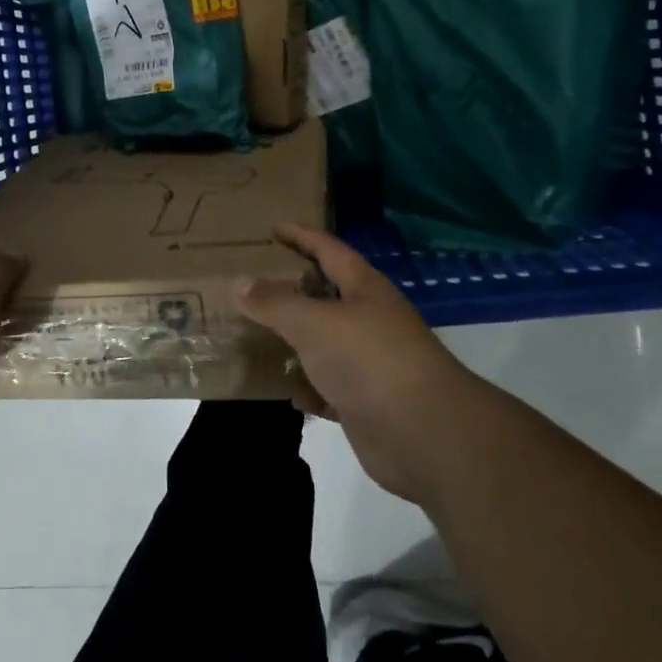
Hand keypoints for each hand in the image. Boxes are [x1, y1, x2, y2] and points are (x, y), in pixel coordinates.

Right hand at [234, 223, 480, 503]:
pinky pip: (330, 387)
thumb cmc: (368, 360)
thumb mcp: (314, 323)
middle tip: (257, 282)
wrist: (423, 433)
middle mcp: (370, 318)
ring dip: (298, 340)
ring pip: (326, 343)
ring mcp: (370, 361)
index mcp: (364, 288)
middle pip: (328, 295)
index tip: (274, 228)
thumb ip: (274, 303)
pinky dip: (310, 387)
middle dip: (295, 288)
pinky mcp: (367, 401)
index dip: (301, 236)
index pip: (329, 249)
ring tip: (260, 336)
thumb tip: (239, 282)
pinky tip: (288, 392)